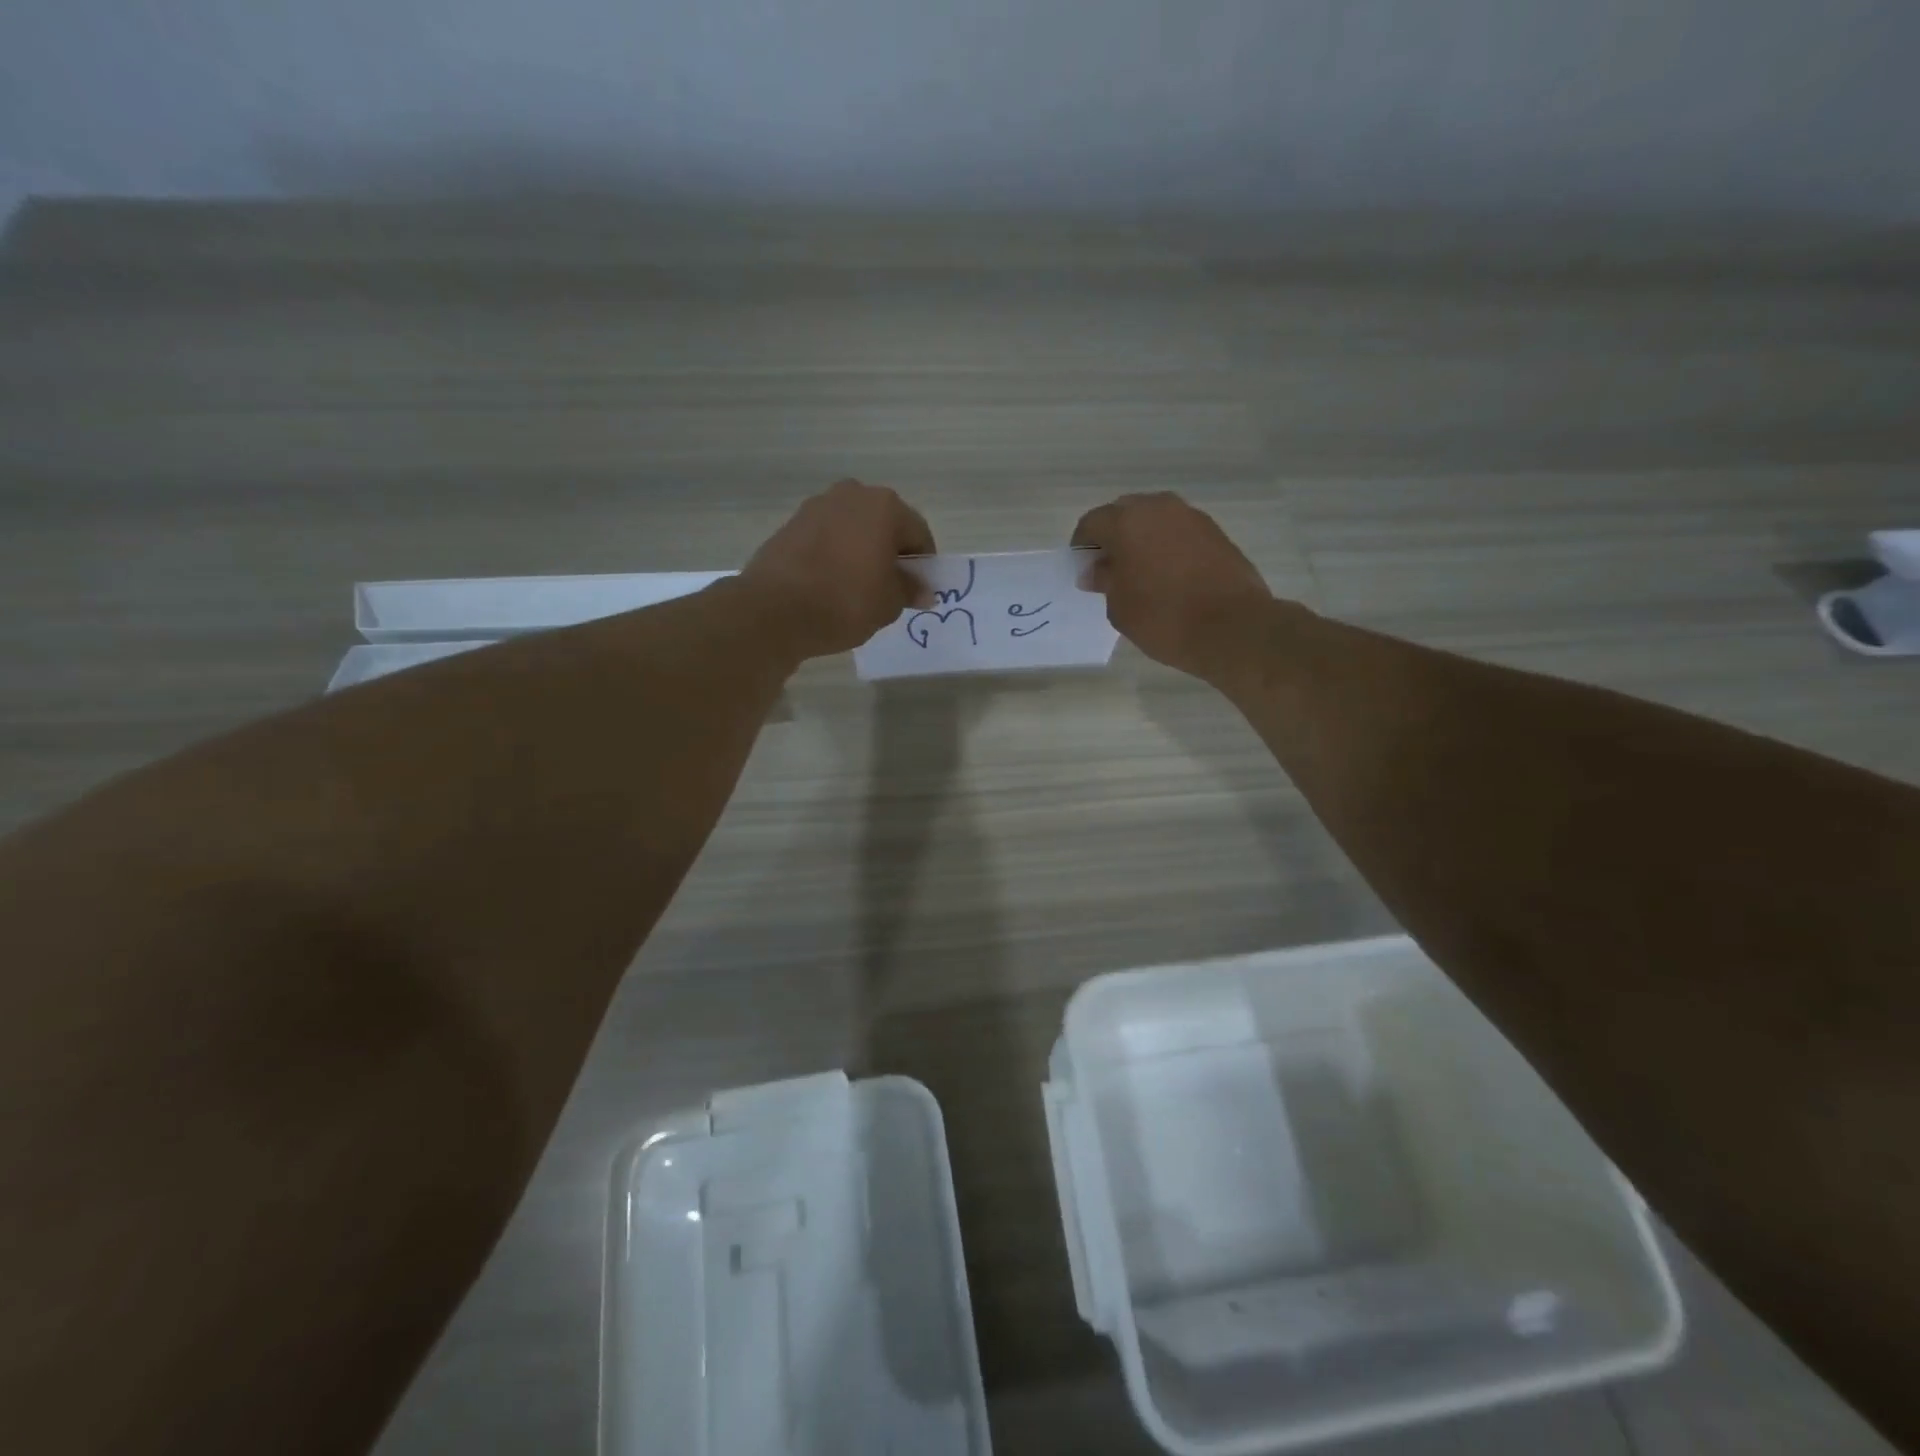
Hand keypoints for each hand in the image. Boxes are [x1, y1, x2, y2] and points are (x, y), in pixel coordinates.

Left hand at [740, 480, 935, 658]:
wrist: (775, 610)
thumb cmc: (846, 602)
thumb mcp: (889, 603)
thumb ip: (909, 590)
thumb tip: (923, 590)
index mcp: (885, 506)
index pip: (918, 533)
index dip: (923, 564)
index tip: (919, 590)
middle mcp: (852, 495)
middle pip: (884, 524)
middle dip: (890, 552)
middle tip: (890, 587)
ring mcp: (817, 506)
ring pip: (853, 529)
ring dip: (861, 551)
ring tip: (858, 587)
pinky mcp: (790, 524)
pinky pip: (827, 538)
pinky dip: (835, 554)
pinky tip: (831, 583)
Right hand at [1071, 492, 1273, 679]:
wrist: (1232, 627)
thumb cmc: (1163, 618)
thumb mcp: (1119, 607)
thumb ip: (1105, 581)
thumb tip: (1097, 570)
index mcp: (1127, 521)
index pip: (1091, 523)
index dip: (1082, 547)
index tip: (1083, 571)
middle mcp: (1159, 508)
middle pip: (1124, 514)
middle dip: (1112, 538)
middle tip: (1109, 571)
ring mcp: (1192, 517)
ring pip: (1155, 521)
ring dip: (1142, 540)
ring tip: (1140, 574)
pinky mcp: (1216, 533)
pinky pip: (1179, 533)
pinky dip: (1167, 547)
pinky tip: (1168, 577)